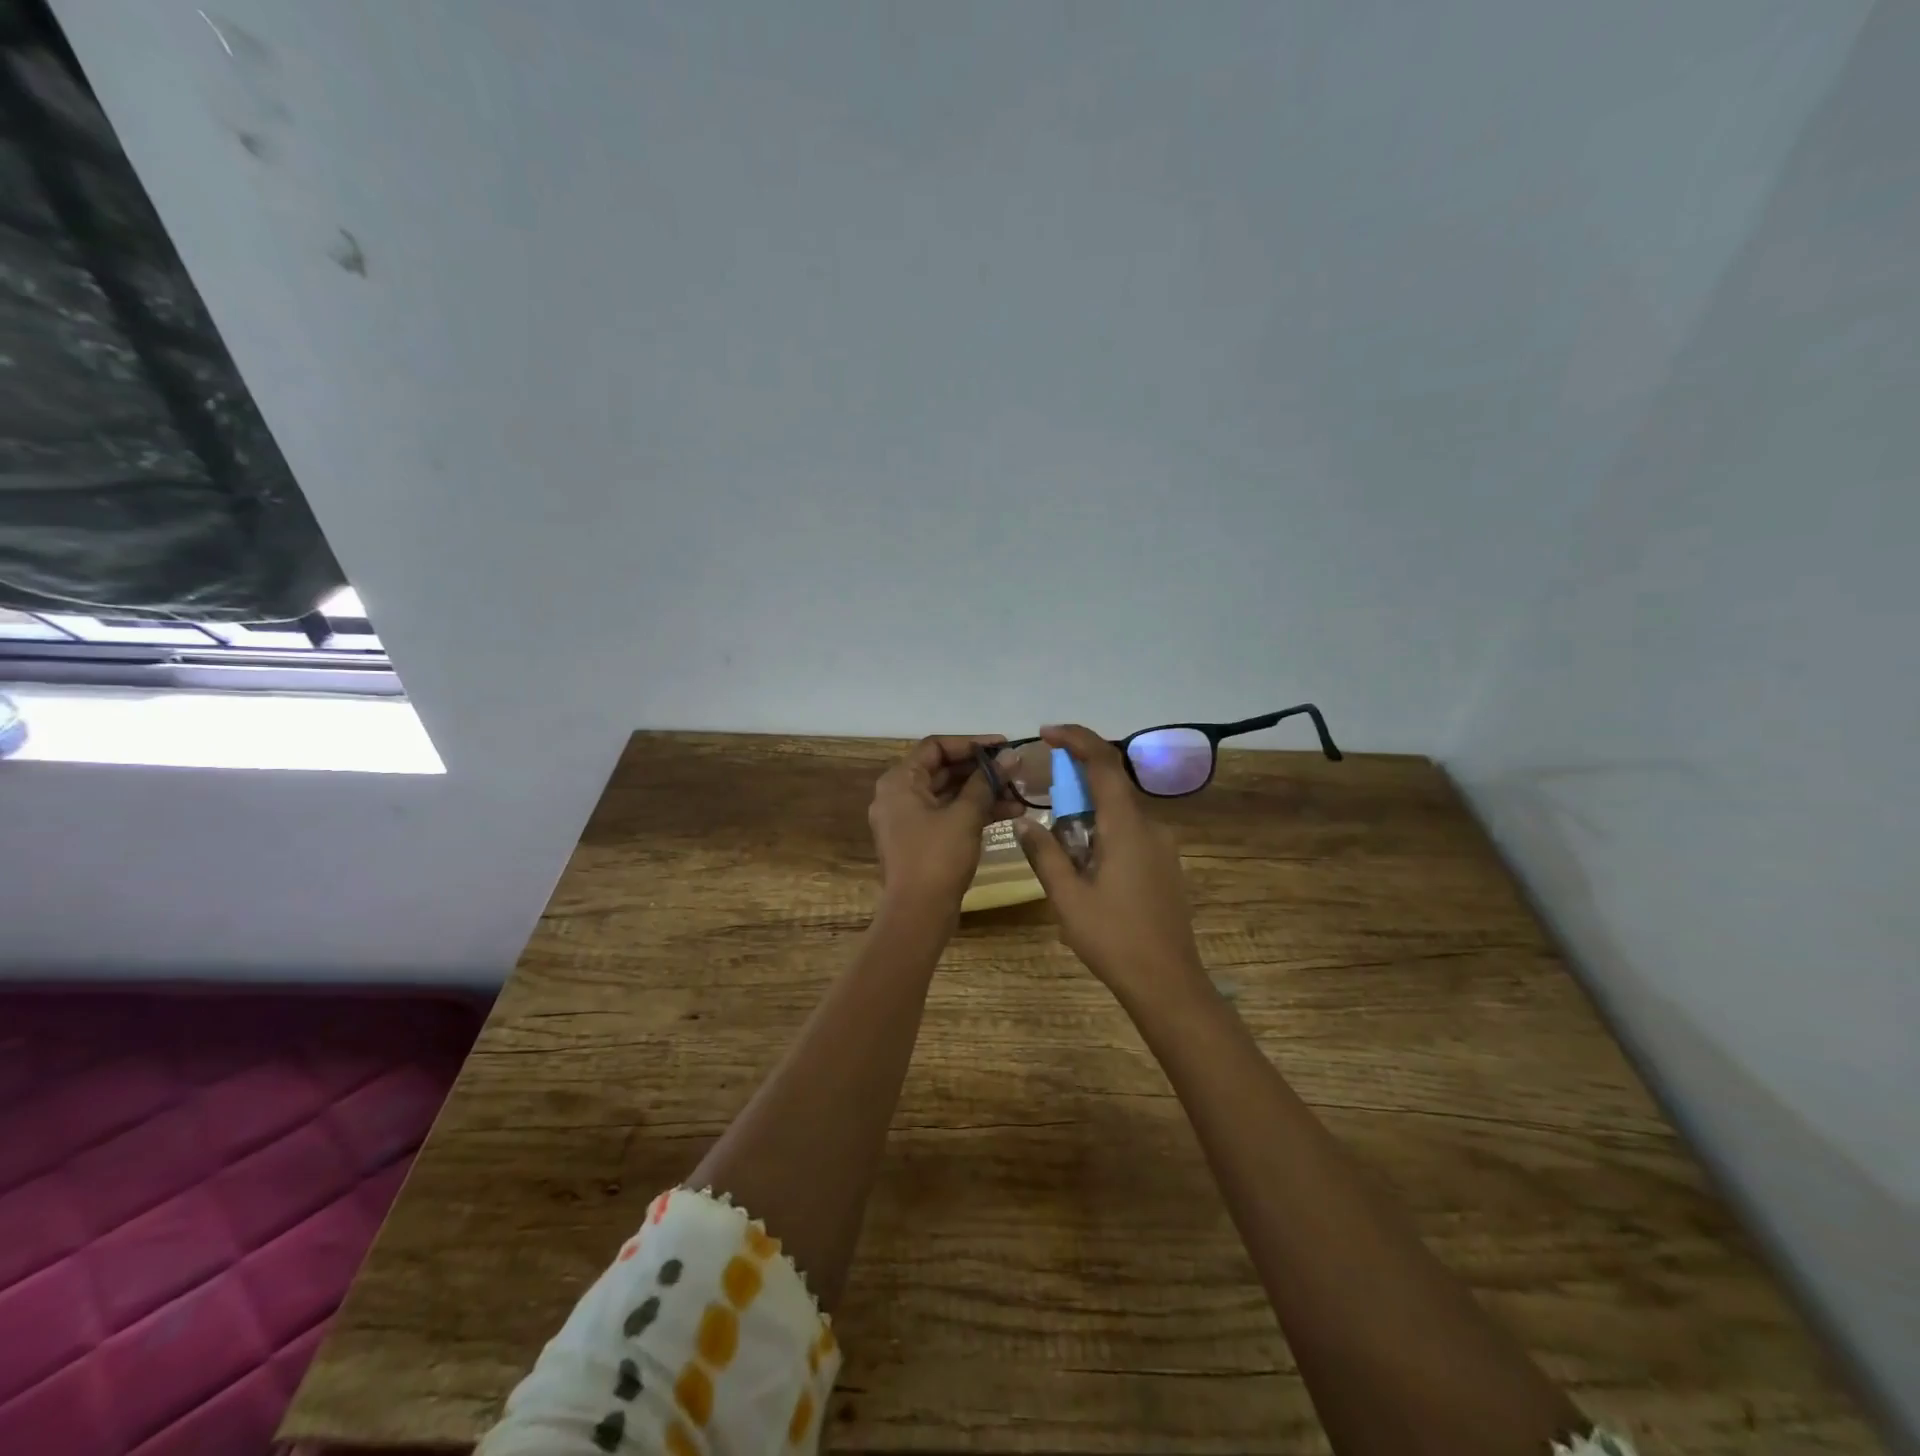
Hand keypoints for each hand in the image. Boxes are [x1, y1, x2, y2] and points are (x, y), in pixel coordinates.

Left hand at [869, 734, 1022, 917]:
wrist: (917, 915)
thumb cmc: (937, 858)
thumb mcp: (965, 816)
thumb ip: (986, 782)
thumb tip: (1010, 757)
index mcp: (899, 781)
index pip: (936, 746)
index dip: (971, 743)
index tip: (1004, 746)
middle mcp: (898, 795)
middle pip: (943, 769)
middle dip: (982, 769)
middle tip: (1016, 769)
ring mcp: (908, 819)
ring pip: (949, 794)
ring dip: (983, 792)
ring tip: (1020, 793)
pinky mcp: (921, 840)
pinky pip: (948, 815)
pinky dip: (974, 812)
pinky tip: (1010, 812)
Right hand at [1015, 724, 1209, 1009]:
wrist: (1168, 983)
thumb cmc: (1113, 939)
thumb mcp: (1067, 898)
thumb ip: (1045, 853)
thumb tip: (1023, 822)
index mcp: (1126, 827)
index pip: (1103, 763)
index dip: (1076, 739)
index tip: (1047, 733)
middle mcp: (1150, 826)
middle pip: (1110, 786)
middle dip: (1074, 785)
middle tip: (1043, 803)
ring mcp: (1163, 846)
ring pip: (1119, 813)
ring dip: (1088, 815)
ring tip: (1062, 849)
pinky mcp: (1166, 865)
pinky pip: (1130, 833)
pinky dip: (1104, 833)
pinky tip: (1088, 868)